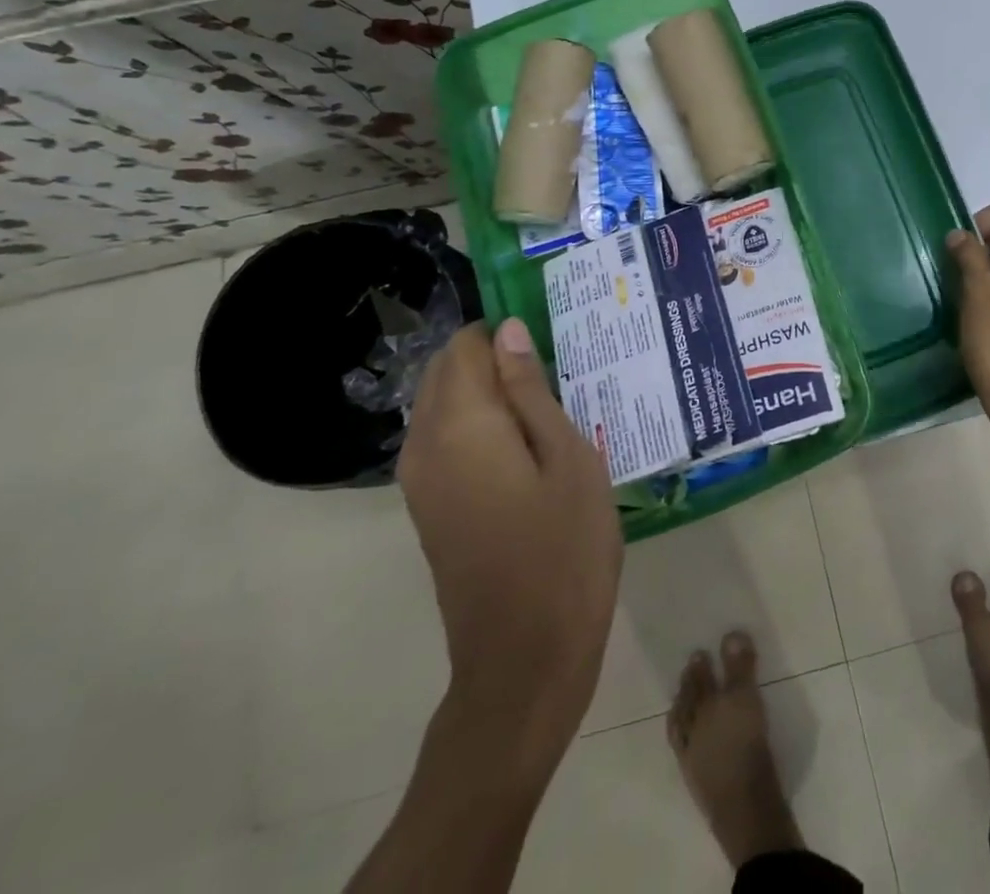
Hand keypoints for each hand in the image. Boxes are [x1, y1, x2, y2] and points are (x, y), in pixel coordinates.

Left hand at [399, 319, 622, 765]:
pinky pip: (447, 439)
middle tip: (561, 370)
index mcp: (461, 425)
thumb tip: (507, 331)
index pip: (467, 345)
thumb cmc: (564, 550)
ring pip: (445, 405)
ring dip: (490, 391)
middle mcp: (425, 445)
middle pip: (448, 371)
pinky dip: (482, 424)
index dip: (507, 332)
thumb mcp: (568, 458)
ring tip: (553, 403)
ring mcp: (421, 481)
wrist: (524, 659)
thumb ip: (531, 391)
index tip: (556, 340)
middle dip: (496, 357)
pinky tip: (531, 442)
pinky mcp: (430, 508)